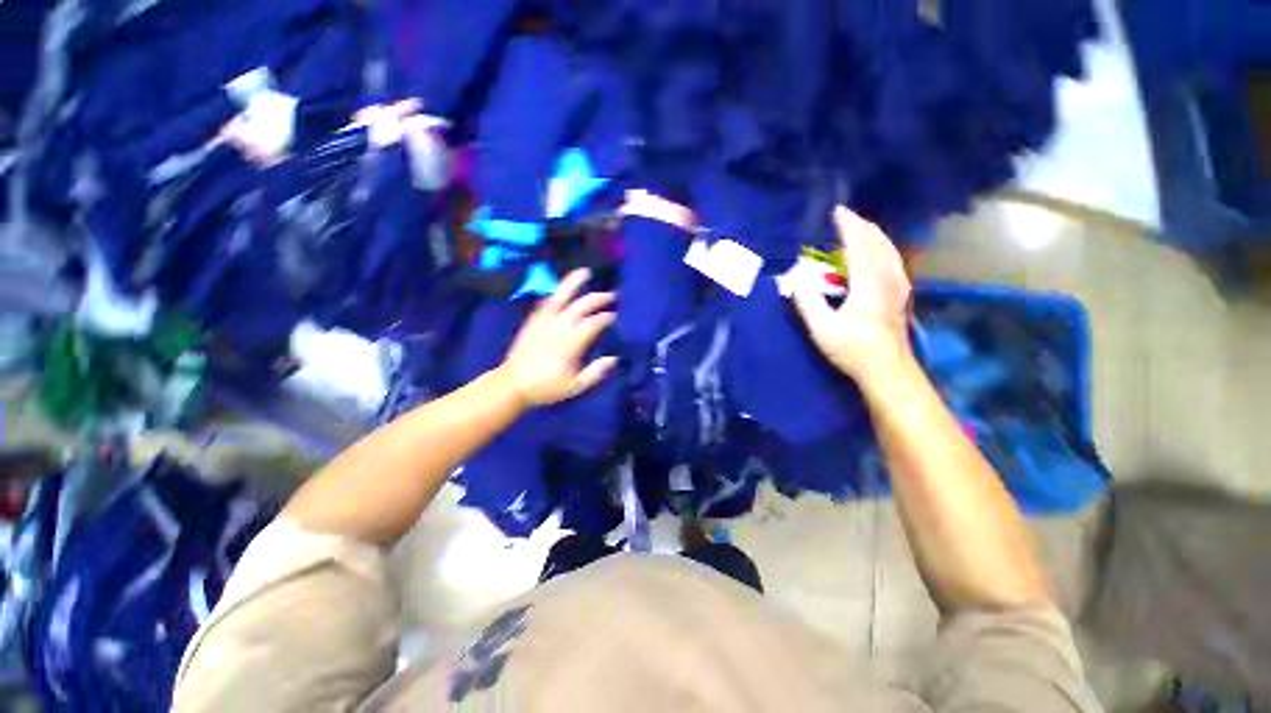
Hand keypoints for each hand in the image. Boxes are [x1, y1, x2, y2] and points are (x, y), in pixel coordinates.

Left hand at [500, 269, 618, 406]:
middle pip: (581, 305)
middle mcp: (558, 326)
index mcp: (571, 342)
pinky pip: (547, 301)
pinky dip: (557, 292)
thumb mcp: (575, 386)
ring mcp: (544, 320)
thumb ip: (595, 372)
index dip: (606, 317)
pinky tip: (563, 288)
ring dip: (573, 283)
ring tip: (585, 272)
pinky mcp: (533, 320)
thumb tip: (613, 358)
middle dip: (598, 298)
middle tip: (612, 295)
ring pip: (561, 296)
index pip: (593, 323)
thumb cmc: (546, 387)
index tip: (615, 316)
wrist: (513, 384)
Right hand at [793, 206, 912, 380]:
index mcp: (868, 283)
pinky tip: (877, 253)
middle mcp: (888, 278)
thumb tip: (796, 280)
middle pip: (878, 241)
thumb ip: (808, 302)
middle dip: (862, 225)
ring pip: (889, 249)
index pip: (859, 244)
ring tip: (859, 229)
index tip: (836, 211)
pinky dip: (882, 248)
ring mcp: (899, 286)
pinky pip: (893, 260)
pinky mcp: (901, 294)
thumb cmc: (853, 349)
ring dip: (873, 235)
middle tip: (845, 217)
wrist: (888, 370)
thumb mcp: (822, 329)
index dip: (848, 226)